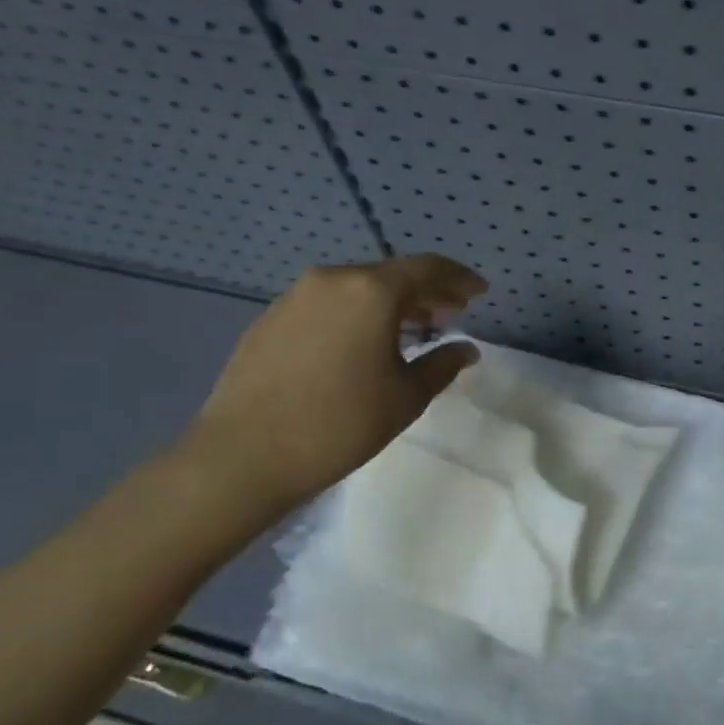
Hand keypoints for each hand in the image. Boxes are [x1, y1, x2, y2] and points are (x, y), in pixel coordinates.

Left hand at [180, 254, 486, 519]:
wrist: (244, 455)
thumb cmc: (341, 424)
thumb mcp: (406, 397)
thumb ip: (443, 364)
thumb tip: (466, 350)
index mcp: (372, 292)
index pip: (428, 268)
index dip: (459, 278)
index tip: (480, 292)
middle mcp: (333, 280)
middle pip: (391, 275)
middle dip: (426, 292)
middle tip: (452, 313)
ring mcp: (295, 297)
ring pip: (357, 289)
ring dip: (390, 304)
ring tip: (411, 330)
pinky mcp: (269, 319)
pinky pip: (327, 305)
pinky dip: (355, 315)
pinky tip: (361, 344)